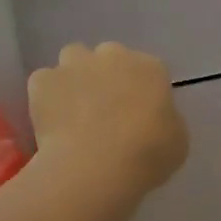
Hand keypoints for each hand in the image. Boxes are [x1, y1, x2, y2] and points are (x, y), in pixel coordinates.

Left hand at [28, 42, 187, 196]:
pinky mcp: (44, 80)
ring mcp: (75, 64)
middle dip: (106, 75)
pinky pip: (44, 82)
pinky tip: (51, 120)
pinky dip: (47, 96)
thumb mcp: (177, 140)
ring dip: (75, 77)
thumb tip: (153, 119)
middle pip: (109, 56)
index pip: (148, 69)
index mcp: (150, 68)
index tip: (138, 113)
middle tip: (105, 109)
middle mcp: (113, 55)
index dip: (141, 90)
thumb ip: (165, 120)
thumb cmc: (147, 154)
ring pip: (73, 59)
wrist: (97, 165)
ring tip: (74, 109)